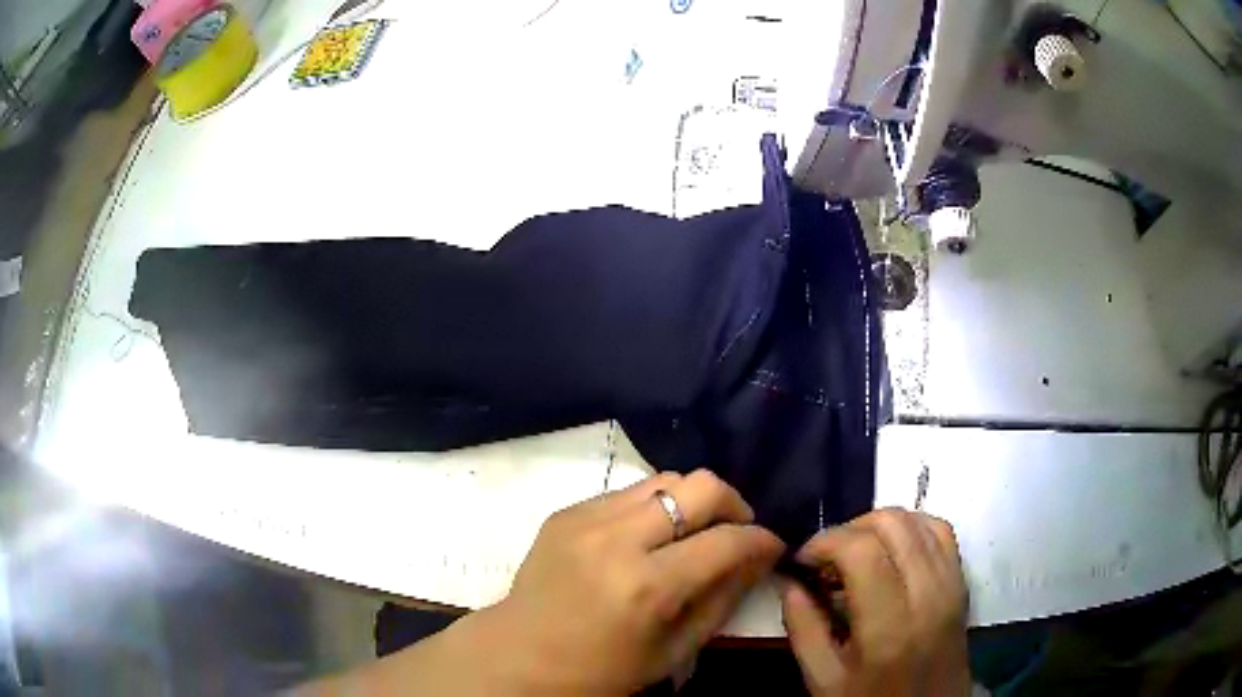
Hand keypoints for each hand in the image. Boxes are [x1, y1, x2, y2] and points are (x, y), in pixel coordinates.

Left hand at [481, 470, 784, 694]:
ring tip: (691, 534)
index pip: (727, 540)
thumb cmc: (603, 669)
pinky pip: (628, 492)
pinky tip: (647, 538)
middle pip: (699, 485)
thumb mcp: (676, 649)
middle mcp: (616, 540)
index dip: (762, 539)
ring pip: (665, 478)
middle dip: (733, 504)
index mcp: (647, 586)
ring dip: (691, 502)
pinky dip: (652, 508)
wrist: (520, 656)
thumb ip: (725, 597)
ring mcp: (585, 518)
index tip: (772, 546)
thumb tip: (761, 555)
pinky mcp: (566, 511)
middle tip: (735, 532)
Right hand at [781, 508, 968, 696]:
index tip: (803, 560)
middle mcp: (928, 595)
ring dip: (879, 526)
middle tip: (826, 558)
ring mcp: (951, 584)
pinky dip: (911, 528)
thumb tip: (788, 580)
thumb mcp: (823, 679)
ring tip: (856, 554)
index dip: (825, 542)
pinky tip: (890, 550)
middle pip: (892, 524)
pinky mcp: (962, 581)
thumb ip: (802, 627)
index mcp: (889, 627)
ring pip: (917, 519)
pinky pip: (940, 531)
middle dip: (849, 529)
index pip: (861, 550)